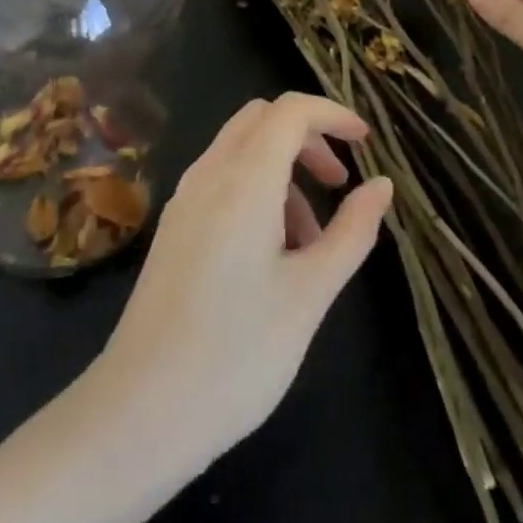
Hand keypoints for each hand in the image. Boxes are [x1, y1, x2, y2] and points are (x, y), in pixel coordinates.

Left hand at [92, 92, 394, 465]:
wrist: (141, 411)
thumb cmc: (238, 353)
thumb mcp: (310, 294)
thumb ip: (351, 232)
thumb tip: (382, 185)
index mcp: (244, 178)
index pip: (292, 110)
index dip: (333, 115)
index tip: (366, 142)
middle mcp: (209, 172)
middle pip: (263, 119)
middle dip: (308, 137)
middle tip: (339, 184)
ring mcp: (185, 197)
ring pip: (241, 148)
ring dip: (283, 168)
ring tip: (311, 240)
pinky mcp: (174, 225)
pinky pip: (222, 179)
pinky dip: (256, 189)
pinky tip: (272, 253)